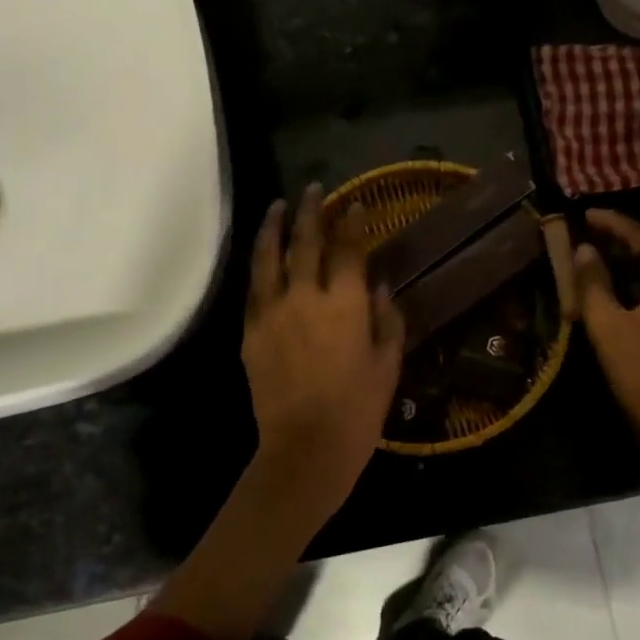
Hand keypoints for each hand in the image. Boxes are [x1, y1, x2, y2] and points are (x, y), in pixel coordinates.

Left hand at [241, 185, 405, 519]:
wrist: (305, 450)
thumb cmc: (358, 410)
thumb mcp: (388, 363)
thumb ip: (387, 318)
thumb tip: (379, 285)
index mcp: (345, 305)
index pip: (348, 249)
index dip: (352, 222)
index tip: (355, 204)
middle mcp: (305, 298)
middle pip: (305, 242)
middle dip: (311, 211)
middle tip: (314, 189)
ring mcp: (273, 313)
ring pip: (269, 257)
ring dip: (274, 227)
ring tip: (278, 206)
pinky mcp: (251, 333)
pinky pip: (254, 289)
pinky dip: (259, 266)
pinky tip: (263, 255)